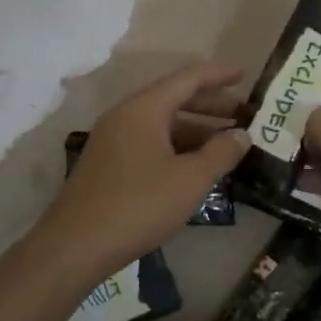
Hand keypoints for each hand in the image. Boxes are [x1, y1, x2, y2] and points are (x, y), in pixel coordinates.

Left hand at [31, 63, 250, 291]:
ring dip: (195, 128)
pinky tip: (195, 165)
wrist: (75, 246)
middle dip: (210, 104)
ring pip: (161, 122)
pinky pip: (149, 141)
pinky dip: (176, 145)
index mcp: (144, 109)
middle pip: (174, 98)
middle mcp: (125, 116)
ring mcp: (113, 140)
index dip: (218, 75)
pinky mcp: (108, 163)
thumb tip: (242, 135)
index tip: (245, 75)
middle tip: (243, 114)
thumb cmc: (139, 205)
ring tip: (226, 142)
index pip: (188, 78)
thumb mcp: (190, 180)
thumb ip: (220, 153)